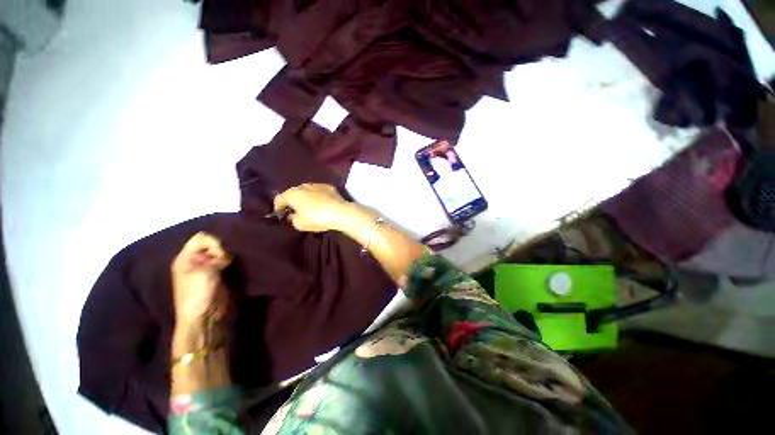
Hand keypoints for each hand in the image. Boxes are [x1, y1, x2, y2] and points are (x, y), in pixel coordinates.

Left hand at [171, 232, 231, 323]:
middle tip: (228, 259)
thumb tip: (230, 253)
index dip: (214, 242)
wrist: (204, 318)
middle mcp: (196, 261)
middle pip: (212, 244)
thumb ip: (218, 257)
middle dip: (223, 249)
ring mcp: (207, 269)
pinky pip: (226, 262)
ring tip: (233, 263)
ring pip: (221, 253)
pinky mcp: (218, 275)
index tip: (221, 254)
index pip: (202, 238)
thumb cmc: (198, 294)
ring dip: (229, 256)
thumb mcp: (205, 272)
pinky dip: (232, 262)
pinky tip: (235, 266)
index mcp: (186, 258)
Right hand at [273, 183, 350, 231]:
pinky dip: (318, 196)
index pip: (279, 199)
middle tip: (295, 211)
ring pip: (307, 190)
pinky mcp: (329, 187)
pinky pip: (319, 191)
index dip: (278, 207)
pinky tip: (321, 203)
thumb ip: (293, 219)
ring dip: (305, 197)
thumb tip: (293, 215)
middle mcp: (303, 186)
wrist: (340, 213)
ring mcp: (317, 185)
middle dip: (292, 201)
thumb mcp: (300, 224)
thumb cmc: (317, 219)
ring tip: (308, 207)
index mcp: (292, 194)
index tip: (281, 215)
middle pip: (293, 193)